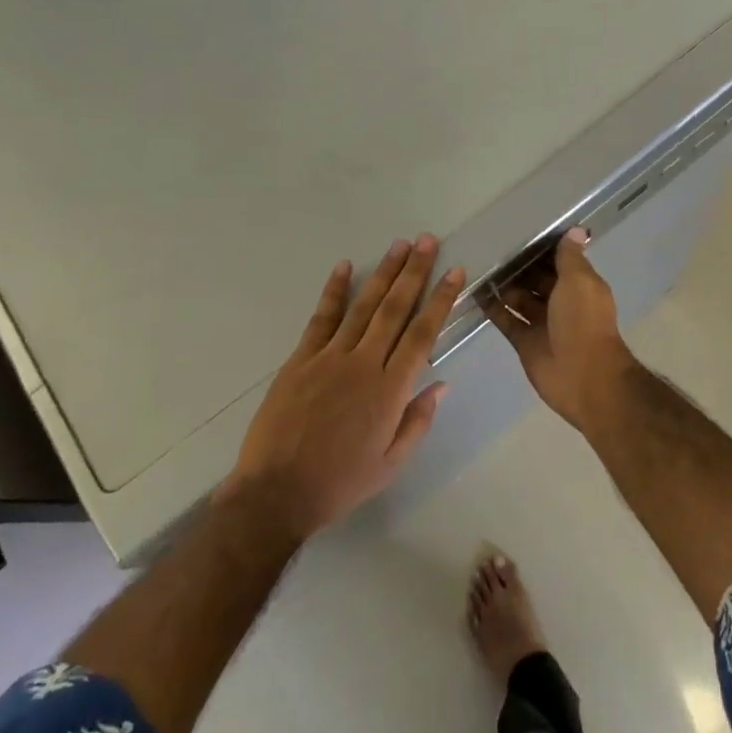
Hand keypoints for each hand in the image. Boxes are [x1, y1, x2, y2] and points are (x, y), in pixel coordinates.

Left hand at [226, 236, 464, 539]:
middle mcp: (364, 363)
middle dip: (414, 272)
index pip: (423, 334)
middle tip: (427, 240)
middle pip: (394, 309)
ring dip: (383, 273)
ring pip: (362, 306)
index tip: (454, 272)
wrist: (277, 492)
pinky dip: (333, 291)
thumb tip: (440, 383)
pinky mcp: (300, 359)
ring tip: (399, 245)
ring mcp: (329, 357)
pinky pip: (321, 318)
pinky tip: (344, 266)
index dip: (440, 300)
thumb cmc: (340, 482)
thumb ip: (417, 420)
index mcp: (391, 389)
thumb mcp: (391, 463)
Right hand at [482, 228, 635, 432]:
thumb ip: (570, 257)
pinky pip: (506, 320)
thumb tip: (574, 230)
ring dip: (503, 285)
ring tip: (477, 265)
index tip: (518, 230)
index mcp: (579, 286)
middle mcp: (561, 302)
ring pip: (519, 299)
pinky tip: (474, 291)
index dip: (541, 248)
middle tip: (489, 247)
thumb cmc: (583, 322)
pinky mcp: (525, 342)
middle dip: (518, 266)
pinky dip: (493, 308)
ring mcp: (542, 323)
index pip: (559, 261)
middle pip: (536, 279)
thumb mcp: (579, 282)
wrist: (583, 377)